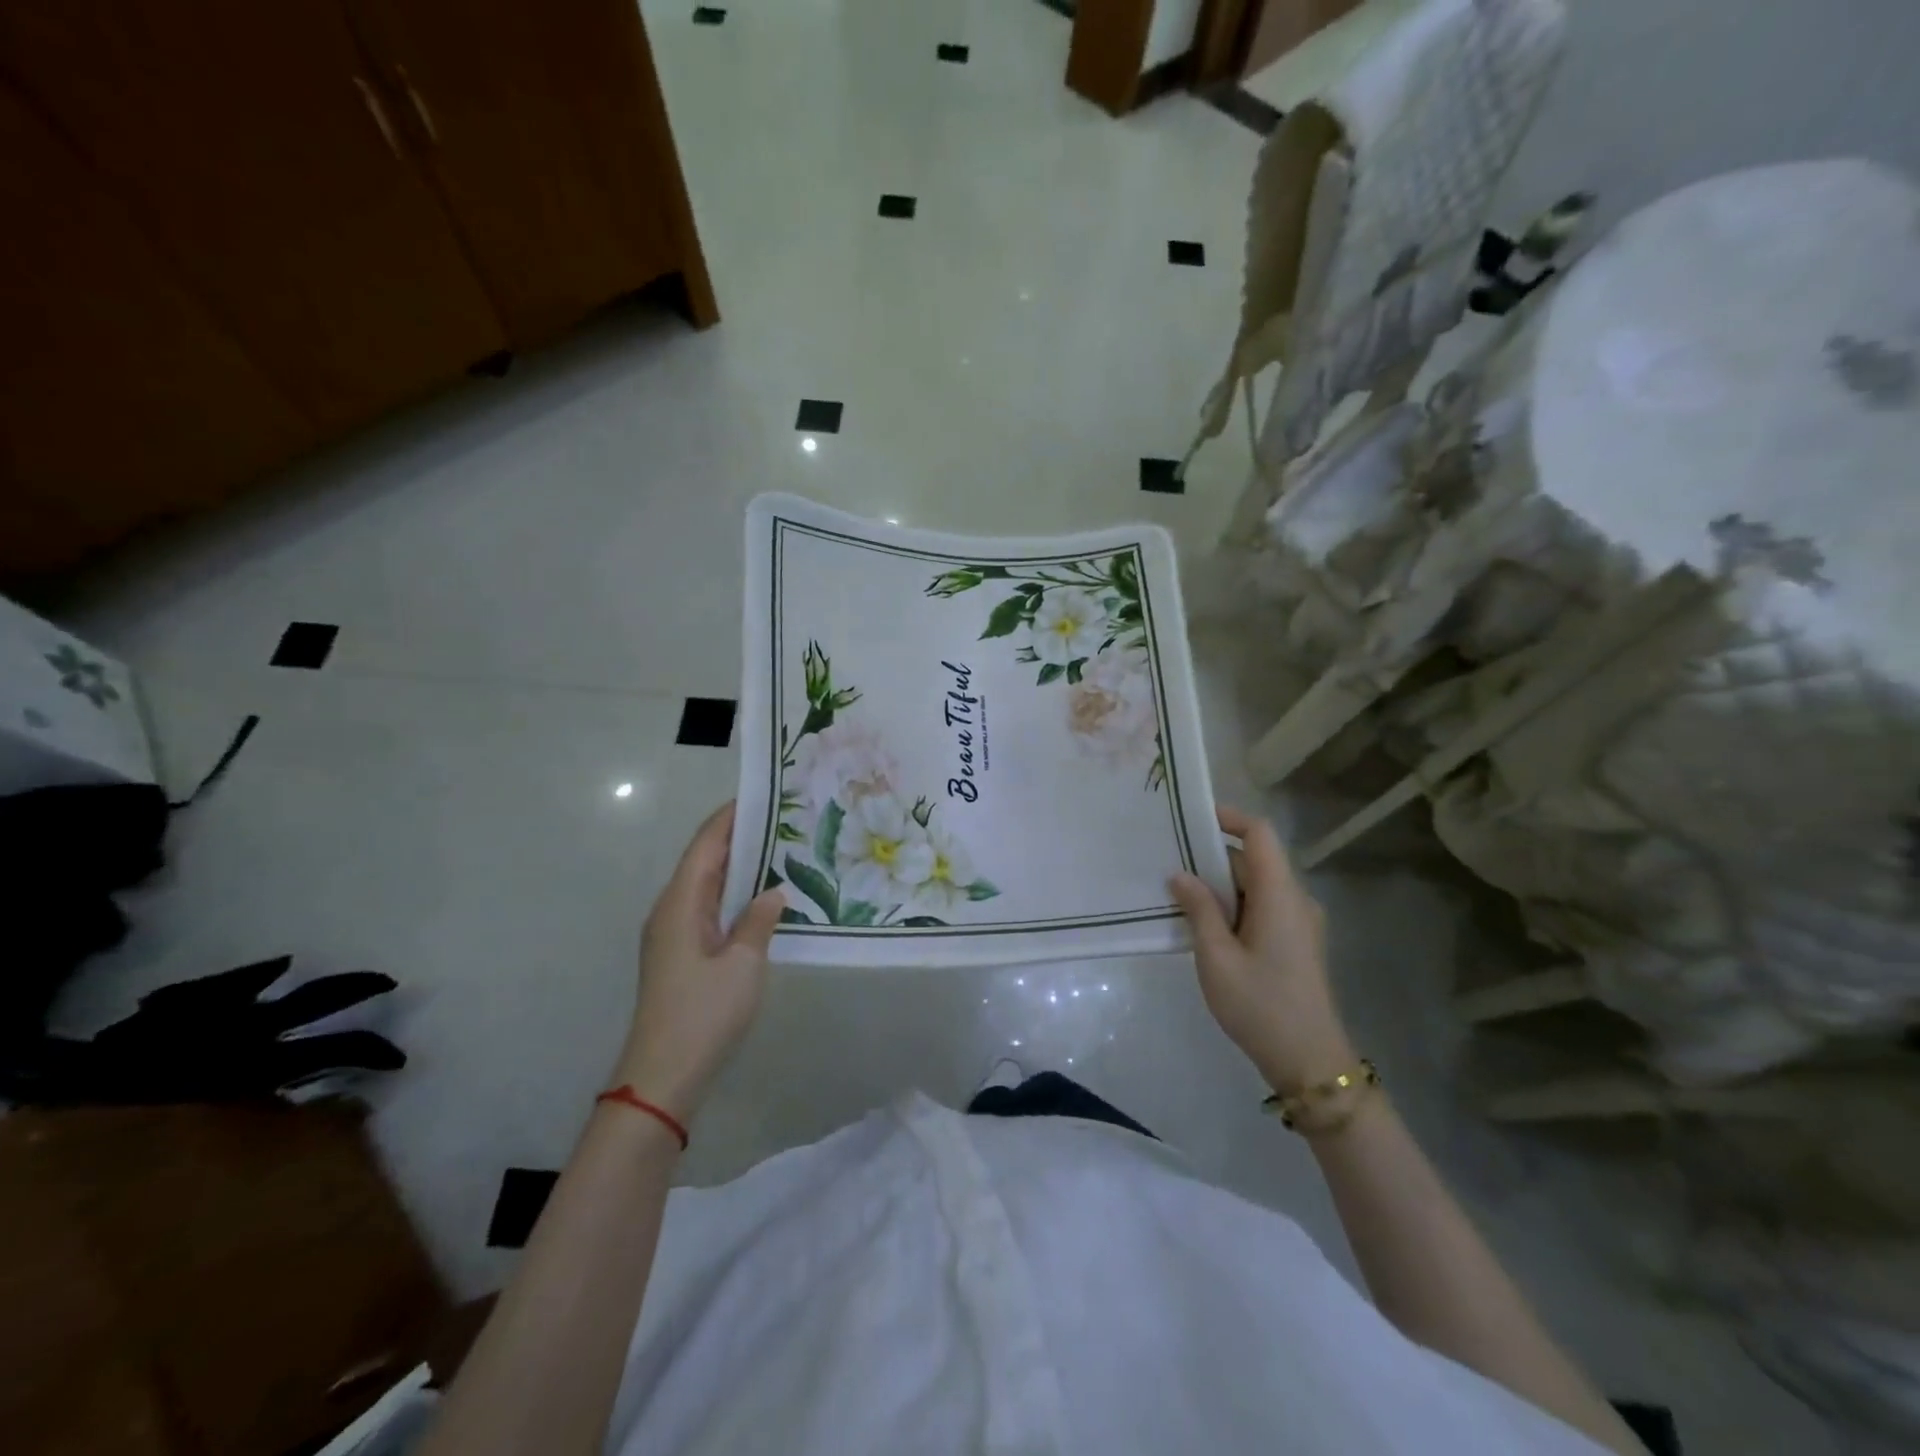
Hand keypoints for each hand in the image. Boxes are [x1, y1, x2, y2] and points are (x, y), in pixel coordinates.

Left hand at [613, 803, 784, 1123]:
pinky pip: (708, 909)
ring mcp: (673, 934)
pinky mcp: (681, 954)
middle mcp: (671, 910)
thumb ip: (759, 921)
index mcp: (680, 903)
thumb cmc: (703, 1013)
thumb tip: (772, 892)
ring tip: (778, 849)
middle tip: (782, 820)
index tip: (761, 795)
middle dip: (738, 837)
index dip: (729, 818)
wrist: (663, 1076)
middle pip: (704, 861)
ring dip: (737, 867)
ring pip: (707, 886)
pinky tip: (761, 897)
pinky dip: (733, 894)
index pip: (705, 845)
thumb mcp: (744, 964)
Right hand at [1170, 805, 1352, 1093]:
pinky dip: (1232, 906)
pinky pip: (1261, 908)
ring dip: (1218, 886)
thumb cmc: (1260, 1004)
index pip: (1259, 835)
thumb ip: (1198, 909)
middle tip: (1167, 861)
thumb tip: (1180, 875)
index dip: (1228, 818)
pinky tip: (1201, 925)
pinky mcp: (1295, 943)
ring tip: (1175, 893)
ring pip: (1255, 886)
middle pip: (1253, 860)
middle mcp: (1294, 900)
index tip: (1191, 817)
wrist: (1309, 1062)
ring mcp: (1298, 923)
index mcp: (1280, 895)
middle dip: (1210, 856)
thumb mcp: (1216, 957)